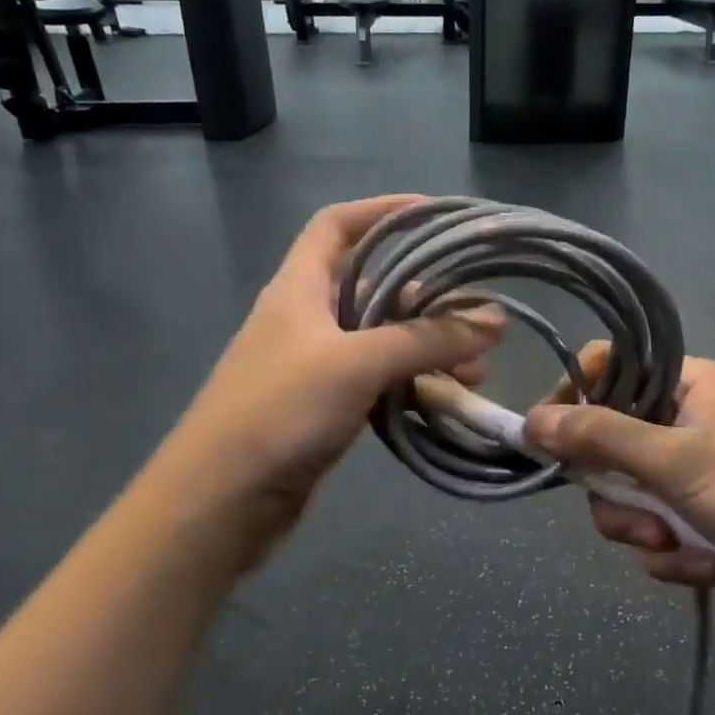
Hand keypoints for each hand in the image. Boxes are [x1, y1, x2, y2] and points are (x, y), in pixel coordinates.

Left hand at [159, 195, 501, 568]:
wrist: (221, 502)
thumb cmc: (279, 412)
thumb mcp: (356, 363)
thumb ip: (426, 340)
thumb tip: (494, 321)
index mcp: (298, 287)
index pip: (337, 226)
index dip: (382, 211)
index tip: (434, 214)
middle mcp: (306, 320)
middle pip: (373, 288)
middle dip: (427, 298)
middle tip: (479, 315)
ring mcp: (315, 368)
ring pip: (382, 343)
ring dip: (428, 349)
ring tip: (479, 368)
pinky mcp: (325, 411)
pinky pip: (379, 385)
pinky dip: (413, 386)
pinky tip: (447, 400)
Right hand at [524, 344, 714, 620]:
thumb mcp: (678, 462)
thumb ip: (601, 439)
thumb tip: (531, 422)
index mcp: (685, 385)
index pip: (605, 371)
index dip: (572, 402)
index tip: (550, 443)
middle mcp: (687, 420)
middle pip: (610, 446)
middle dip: (618, 495)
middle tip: (640, 520)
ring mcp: (699, 470)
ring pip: (632, 497)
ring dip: (646, 532)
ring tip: (680, 548)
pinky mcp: (710, 515)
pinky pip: (662, 530)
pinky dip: (676, 554)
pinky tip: (709, 567)